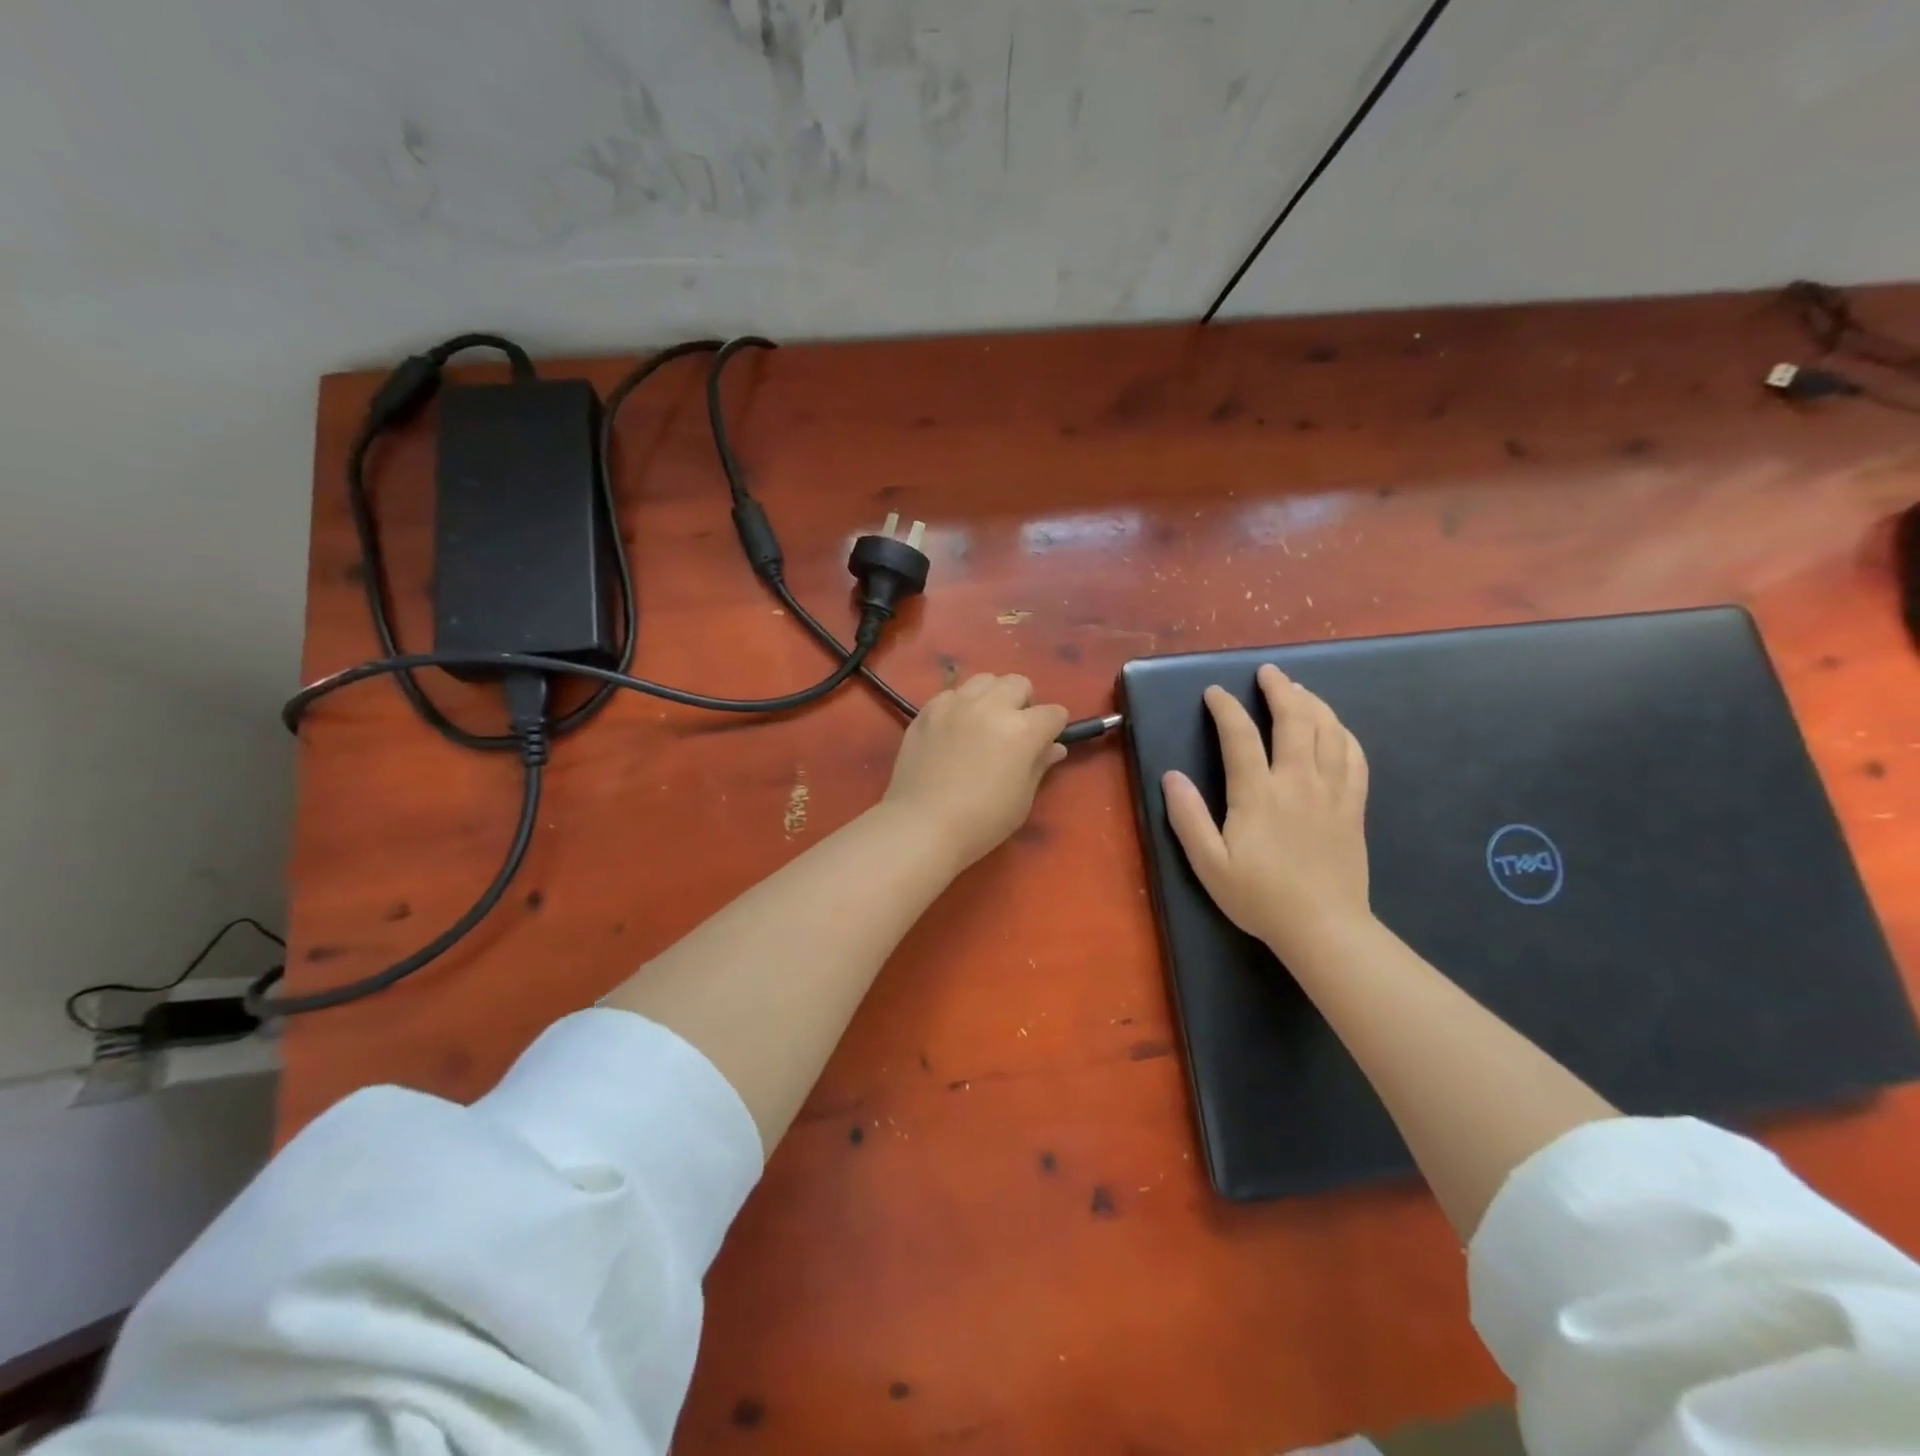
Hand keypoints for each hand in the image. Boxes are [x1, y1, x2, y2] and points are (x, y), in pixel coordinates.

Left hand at [882, 674, 1069, 869]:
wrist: (922, 825)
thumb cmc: (981, 821)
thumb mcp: (1022, 799)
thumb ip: (1039, 765)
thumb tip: (1054, 748)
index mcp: (1022, 730)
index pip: (1053, 713)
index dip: (1054, 728)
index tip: (1046, 743)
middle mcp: (990, 707)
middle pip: (1019, 683)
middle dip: (1024, 703)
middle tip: (1015, 730)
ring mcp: (955, 704)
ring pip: (984, 680)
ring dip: (992, 697)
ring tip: (984, 723)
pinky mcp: (928, 710)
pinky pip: (952, 693)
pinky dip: (960, 705)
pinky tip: (954, 730)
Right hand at [1162, 664, 1370, 961]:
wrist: (1323, 927)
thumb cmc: (1259, 897)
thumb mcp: (1208, 863)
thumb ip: (1188, 817)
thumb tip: (1171, 776)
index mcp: (1257, 794)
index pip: (1240, 736)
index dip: (1225, 708)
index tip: (1214, 692)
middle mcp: (1297, 782)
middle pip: (1294, 720)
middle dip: (1280, 689)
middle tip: (1268, 672)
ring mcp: (1331, 791)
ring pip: (1329, 731)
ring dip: (1313, 702)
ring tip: (1299, 689)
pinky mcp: (1353, 805)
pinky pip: (1355, 756)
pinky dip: (1344, 732)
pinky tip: (1335, 727)